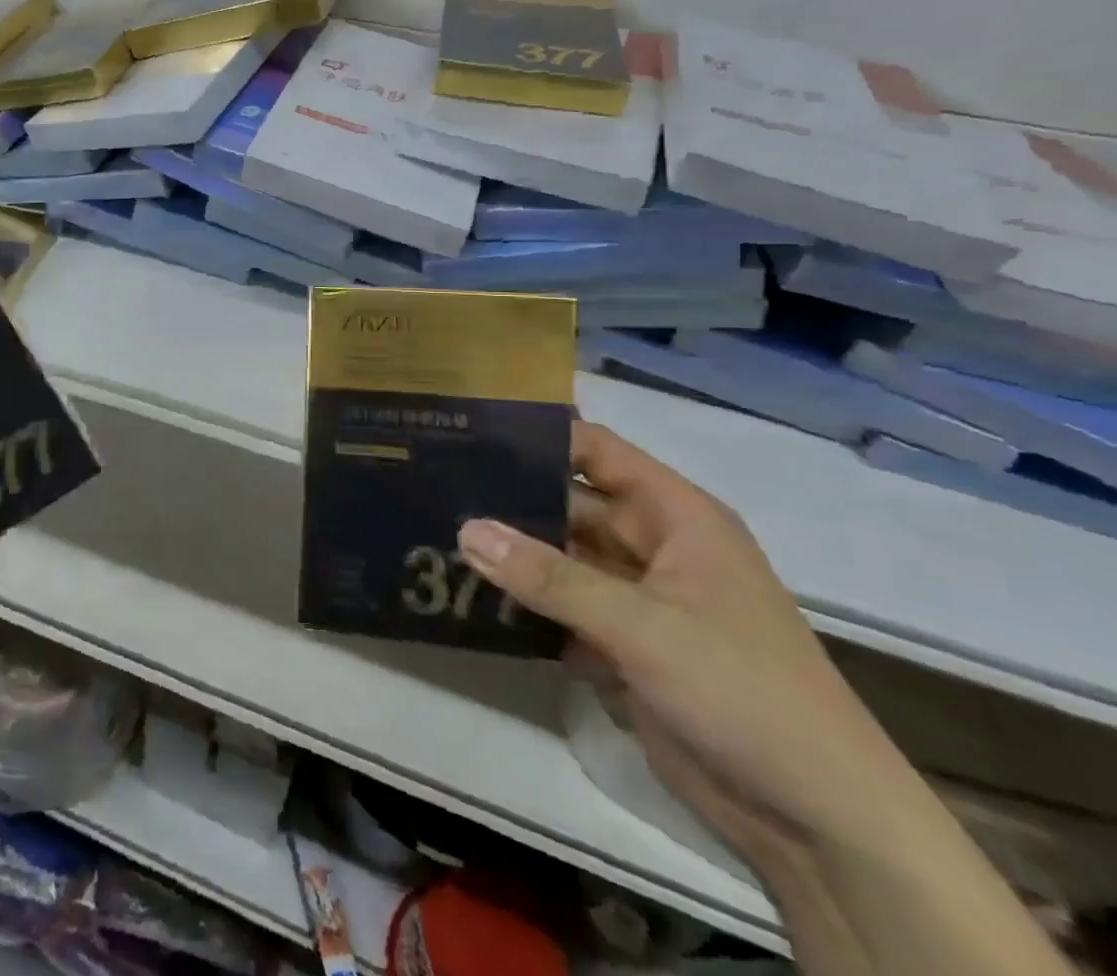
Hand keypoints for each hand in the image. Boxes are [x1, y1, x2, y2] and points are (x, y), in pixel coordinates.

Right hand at [457, 423, 912, 869]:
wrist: (818, 822)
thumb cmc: (743, 690)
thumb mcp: (641, 625)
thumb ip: (549, 576)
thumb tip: (465, 529)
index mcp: (676, 517)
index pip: (596, 451)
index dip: (538, 436)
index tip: (469, 430)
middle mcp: (653, 546)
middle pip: (568, 503)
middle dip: (509, 499)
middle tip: (435, 487)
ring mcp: (637, 598)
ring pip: (560, 558)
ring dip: (510, 555)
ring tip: (436, 534)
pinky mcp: (623, 645)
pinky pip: (561, 608)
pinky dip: (523, 604)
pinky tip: (468, 596)